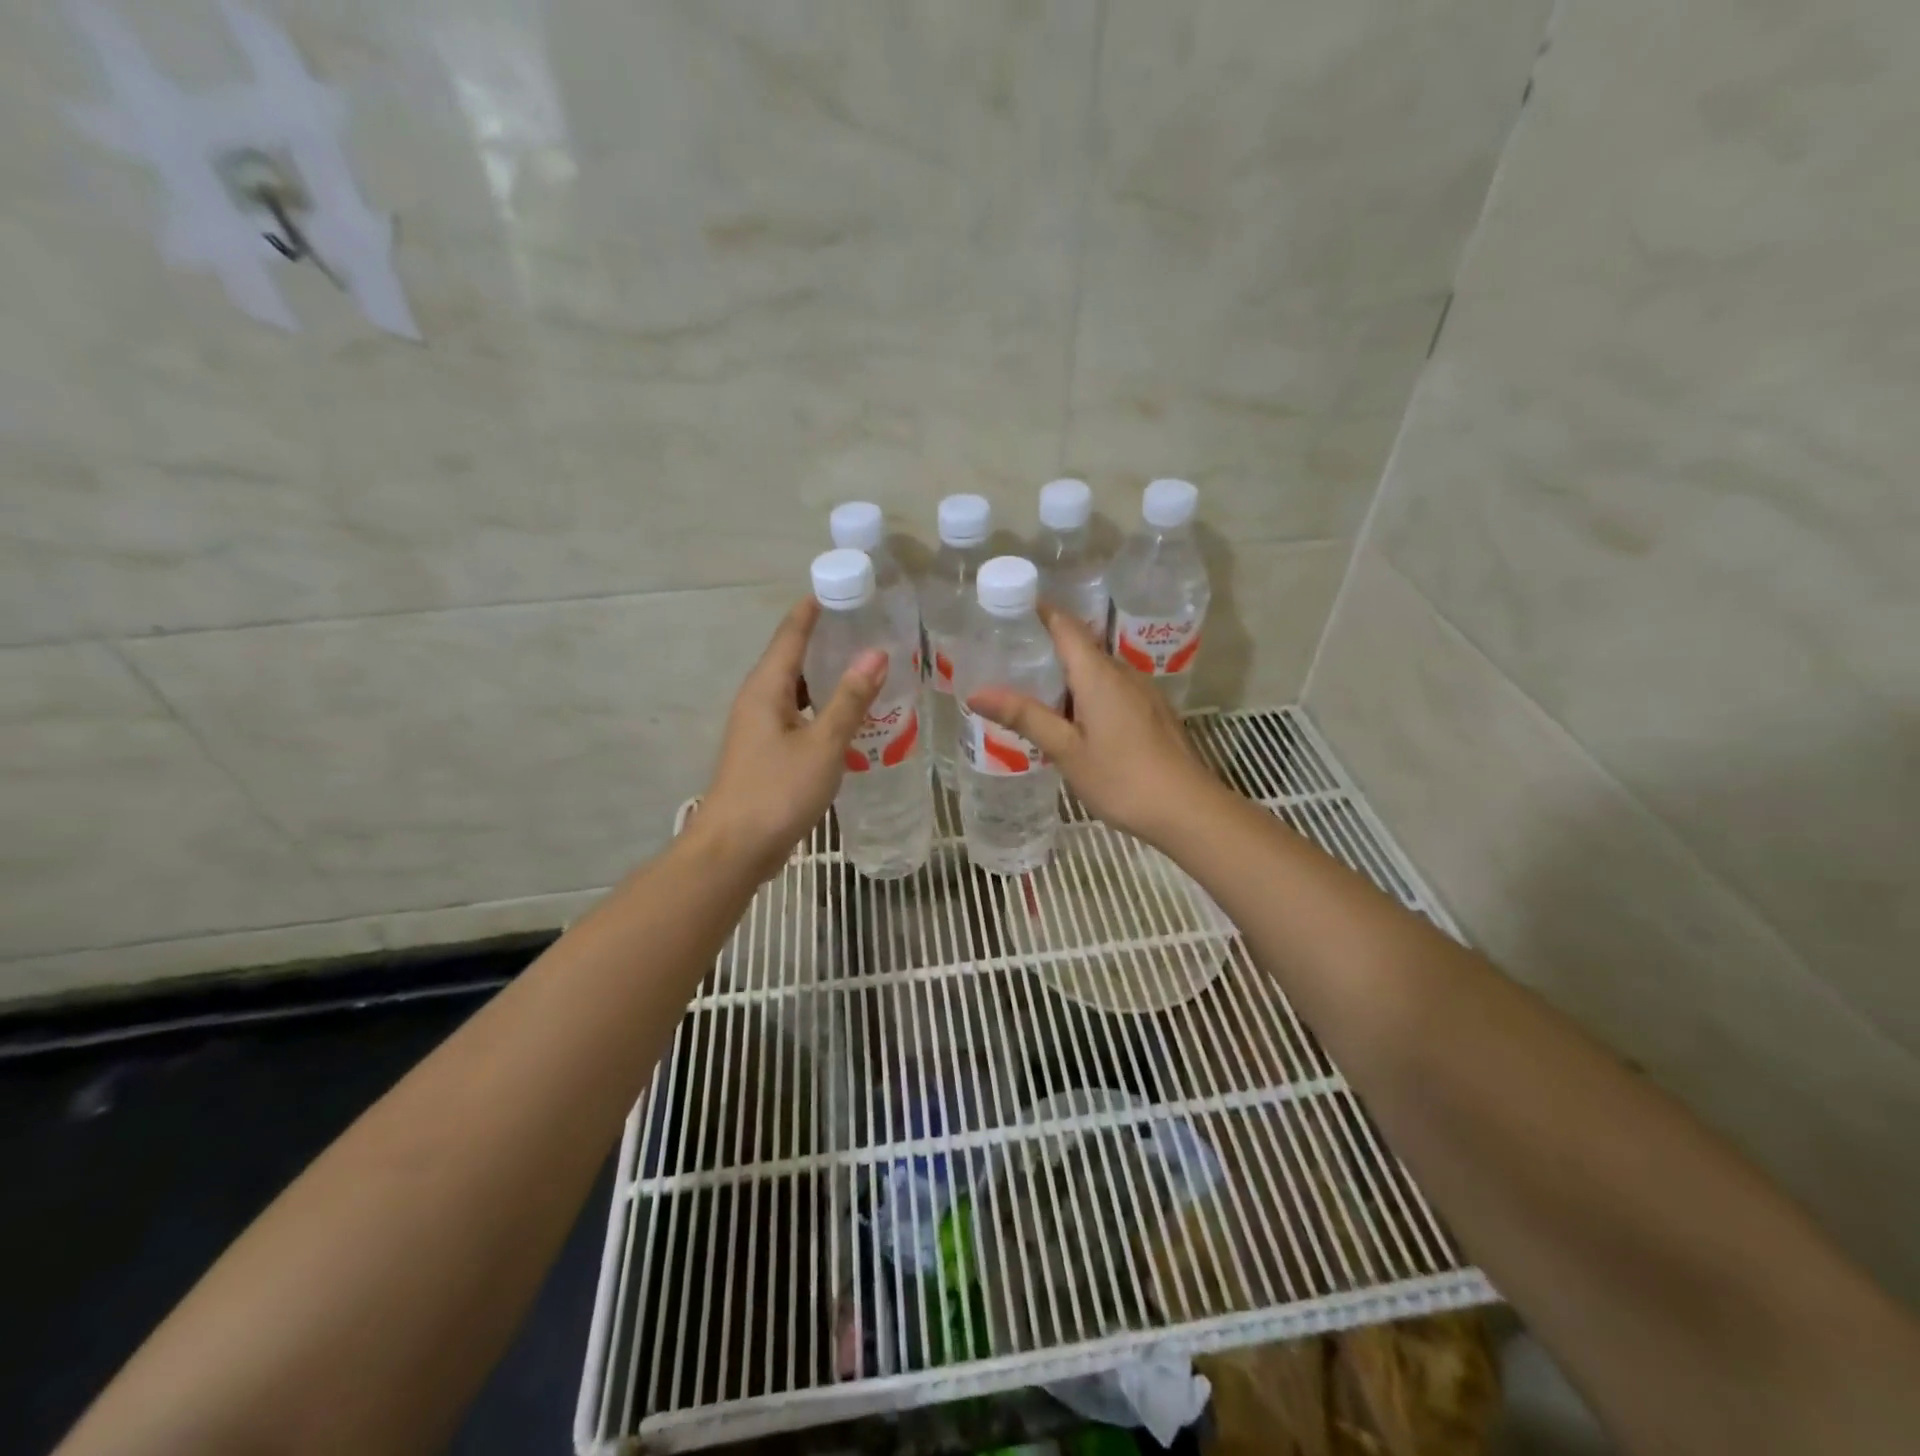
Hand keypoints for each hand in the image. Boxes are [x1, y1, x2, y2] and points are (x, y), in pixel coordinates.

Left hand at [691, 598, 886, 879]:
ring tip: (866, 666)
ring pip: (797, 689)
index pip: (791, 633)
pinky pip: (798, 715)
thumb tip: (876, 652)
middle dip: (826, 639)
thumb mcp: (823, 743)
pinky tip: (849, 716)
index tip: (843, 586)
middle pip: (793, 658)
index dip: (814, 609)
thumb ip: (850, 699)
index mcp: (766, 688)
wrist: (735, 849)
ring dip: (826, 676)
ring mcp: (760, 728)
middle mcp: (758, 700)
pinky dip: (823, 707)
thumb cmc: (778, 791)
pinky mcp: (767, 753)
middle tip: (869, 626)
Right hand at [965, 603, 1219, 849]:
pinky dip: (1088, 693)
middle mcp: (1123, 674)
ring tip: (1033, 691)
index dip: (1040, 611)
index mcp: (1099, 675)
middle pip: (1082, 646)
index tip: (1010, 608)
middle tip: (1008, 658)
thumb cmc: (1121, 778)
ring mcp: (1143, 693)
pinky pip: (1114, 690)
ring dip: (1068, 674)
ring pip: (1099, 671)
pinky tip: (1074, 721)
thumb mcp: (1066, 750)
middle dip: (1047, 646)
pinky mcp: (1153, 713)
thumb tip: (976, 692)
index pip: (1066, 626)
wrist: (1187, 810)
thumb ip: (1024, 717)